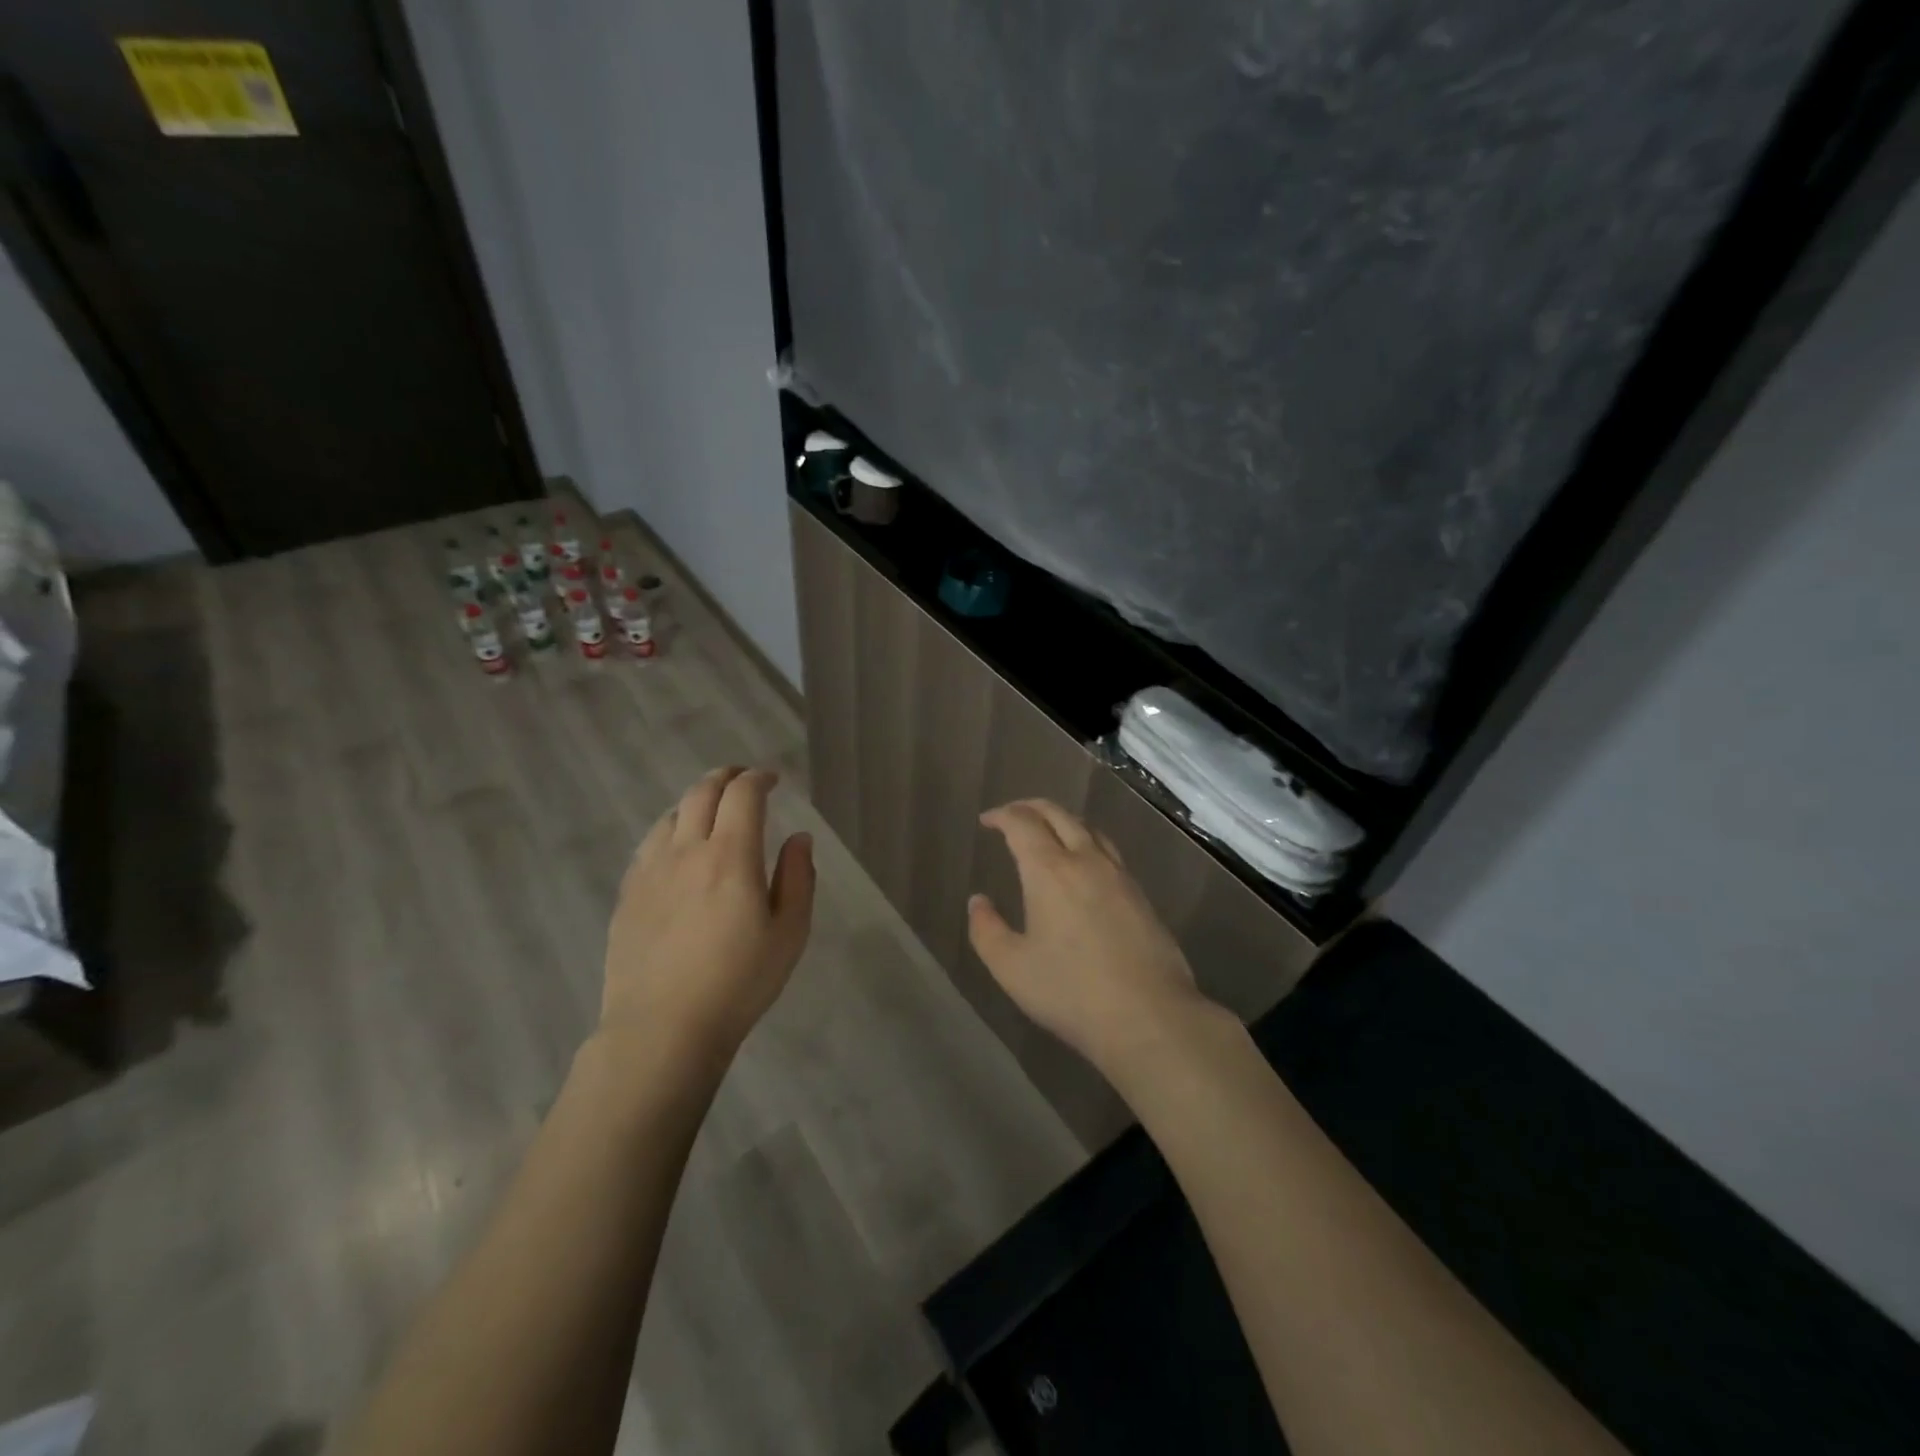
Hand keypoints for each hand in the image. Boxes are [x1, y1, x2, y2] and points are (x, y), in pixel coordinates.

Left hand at [601, 767, 814, 1060]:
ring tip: (711, 811)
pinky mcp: (628, 894)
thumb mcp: (789, 933)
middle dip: (726, 777)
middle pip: (702, 793)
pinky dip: (670, 830)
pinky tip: (676, 848)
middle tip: (743, 779)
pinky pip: (649, 845)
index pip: (743, 794)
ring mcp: (650, 871)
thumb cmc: (738, 983)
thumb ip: (798, 878)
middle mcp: (686, 851)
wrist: (663, 1029)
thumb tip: (798, 838)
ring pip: (671, 815)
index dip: (759, 778)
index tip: (773, 780)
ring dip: (695, 801)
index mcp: (731, 856)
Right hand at [969, 799, 1207, 1074]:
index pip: (1023, 824)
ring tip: (1047, 834)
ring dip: (1063, 821)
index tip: (987, 820)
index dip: (1002, 815)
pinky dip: (1087, 843)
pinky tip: (1084, 867)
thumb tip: (977, 901)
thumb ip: (987, 930)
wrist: (1149, 1016)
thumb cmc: (1071, 992)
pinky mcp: (1140, 895)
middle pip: (1058, 815)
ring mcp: (1119, 876)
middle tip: (1012, 815)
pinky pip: (1108, 851)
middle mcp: (1086, 861)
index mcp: (1050, 871)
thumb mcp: (1012, 968)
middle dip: (1031, 807)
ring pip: (1089, 829)